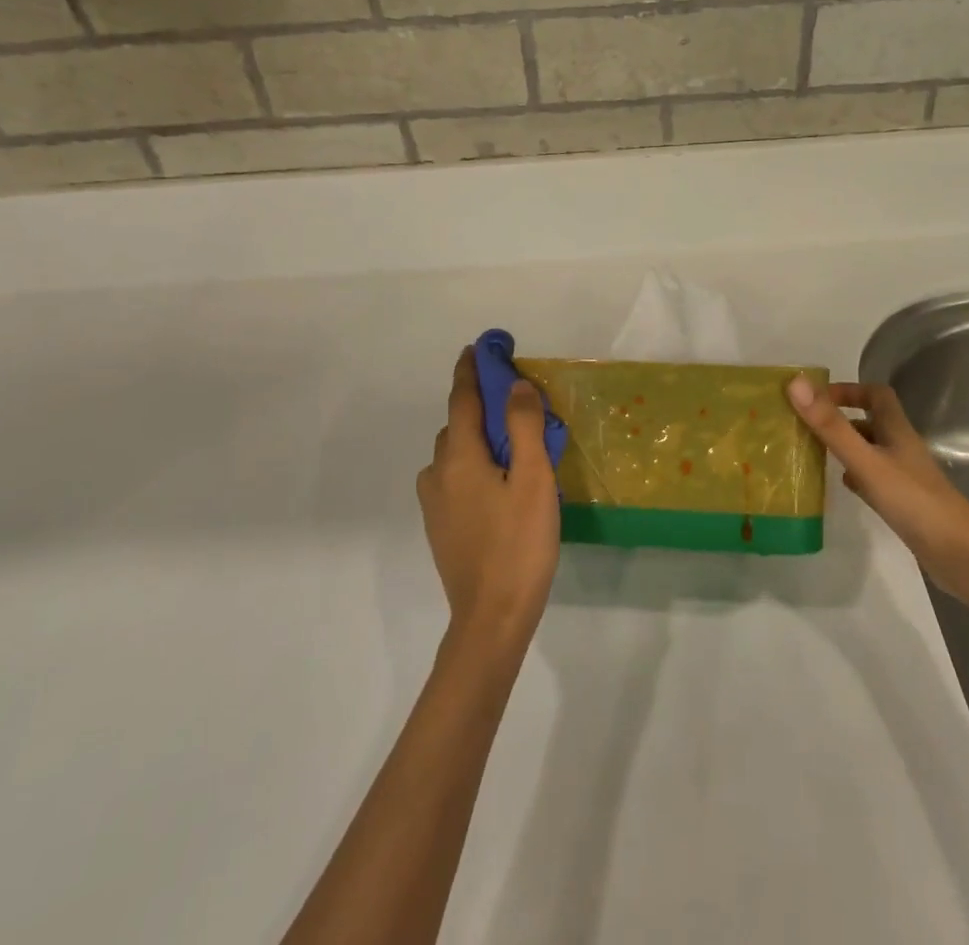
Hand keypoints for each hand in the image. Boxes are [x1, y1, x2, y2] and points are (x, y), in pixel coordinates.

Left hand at [419, 349, 559, 654]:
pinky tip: (497, 483)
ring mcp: (435, 503)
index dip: (470, 371)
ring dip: (477, 438)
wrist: (491, 619)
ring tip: (512, 445)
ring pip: (455, 454)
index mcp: (459, 458)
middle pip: (458, 426)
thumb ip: (524, 428)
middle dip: (480, 406)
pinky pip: (454, 478)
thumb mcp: (533, 480)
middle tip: (515, 402)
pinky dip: (473, 464)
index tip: (477, 347)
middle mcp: (438, 474)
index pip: (462, 400)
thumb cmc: (518, 545)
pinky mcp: (440, 526)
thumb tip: (514, 386)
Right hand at [786, 377, 968, 604]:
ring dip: (845, 446)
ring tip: (813, 452)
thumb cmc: (913, 501)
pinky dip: (855, 476)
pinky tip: (842, 486)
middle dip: (840, 418)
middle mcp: (901, 447)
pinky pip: (874, 479)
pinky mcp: (904, 502)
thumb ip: (831, 426)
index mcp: (896, 430)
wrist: (961, 557)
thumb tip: (795, 383)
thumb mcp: (866, 460)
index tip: (817, 397)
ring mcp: (904, 476)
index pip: (876, 394)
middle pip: (871, 421)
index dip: (849, 389)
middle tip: (806, 425)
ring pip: (870, 450)